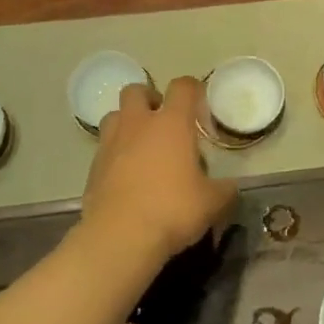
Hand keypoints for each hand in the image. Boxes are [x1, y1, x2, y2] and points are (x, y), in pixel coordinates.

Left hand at [83, 76, 235, 264]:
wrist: (120, 237)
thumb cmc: (172, 209)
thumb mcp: (211, 203)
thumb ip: (224, 190)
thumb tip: (230, 188)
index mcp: (171, 123)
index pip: (182, 87)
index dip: (192, 89)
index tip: (199, 101)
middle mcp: (138, 124)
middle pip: (136, 90)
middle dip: (149, 98)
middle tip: (162, 119)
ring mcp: (110, 143)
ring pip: (114, 115)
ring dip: (127, 122)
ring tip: (141, 145)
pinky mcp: (93, 167)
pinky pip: (104, 148)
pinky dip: (115, 154)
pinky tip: (126, 176)